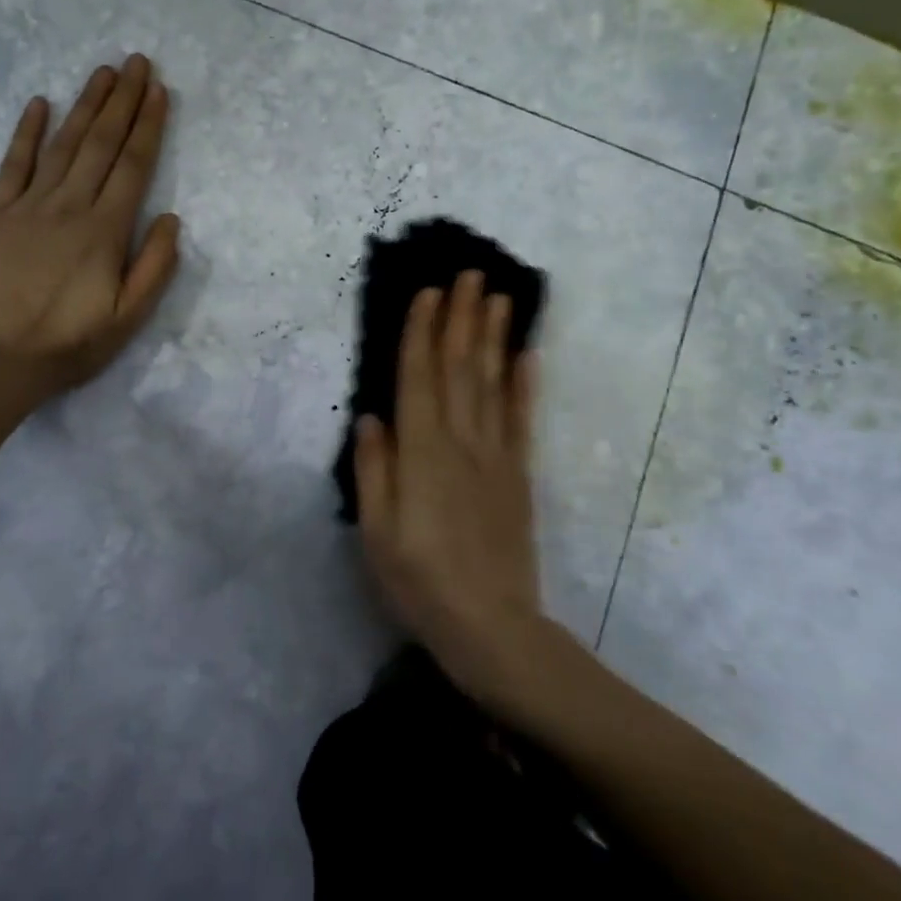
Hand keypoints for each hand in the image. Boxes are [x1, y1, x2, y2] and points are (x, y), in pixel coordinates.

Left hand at [0, 55, 180, 398]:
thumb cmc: (68, 344)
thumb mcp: (127, 319)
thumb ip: (154, 267)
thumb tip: (172, 219)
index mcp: (105, 231)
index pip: (134, 166)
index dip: (148, 125)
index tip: (158, 90)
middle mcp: (70, 206)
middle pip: (101, 144)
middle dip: (122, 100)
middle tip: (136, 62)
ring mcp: (28, 205)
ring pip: (63, 145)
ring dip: (85, 105)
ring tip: (102, 72)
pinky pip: (13, 164)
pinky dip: (26, 132)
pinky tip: (39, 103)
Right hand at [354, 271, 547, 702]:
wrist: (492, 627)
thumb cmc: (419, 580)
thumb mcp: (376, 532)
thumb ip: (374, 470)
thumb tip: (371, 416)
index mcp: (421, 453)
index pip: (419, 378)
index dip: (422, 332)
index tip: (428, 292)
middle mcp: (460, 442)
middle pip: (460, 367)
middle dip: (462, 317)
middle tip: (469, 273)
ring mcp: (496, 456)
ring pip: (494, 382)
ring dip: (494, 336)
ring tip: (498, 296)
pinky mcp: (518, 475)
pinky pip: (522, 419)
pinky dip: (526, 384)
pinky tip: (529, 355)